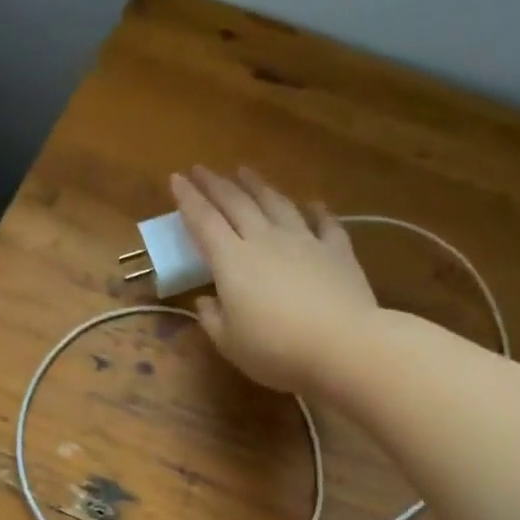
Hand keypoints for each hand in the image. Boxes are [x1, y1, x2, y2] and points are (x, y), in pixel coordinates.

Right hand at [171, 167, 376, 393]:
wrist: (343, 346)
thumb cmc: (276, 350)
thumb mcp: (231, 344)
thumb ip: (213, 320)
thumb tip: (204, 301)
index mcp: (232, 261)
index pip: (203, 221)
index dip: (187, 199)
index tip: (175, 178)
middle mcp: (265, 240)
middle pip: (237, 203)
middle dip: (216, 184)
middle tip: (202, 169)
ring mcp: (304, 241)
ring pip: (277, 203)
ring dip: (258, 185)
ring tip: (245, 171)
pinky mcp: (337, 251)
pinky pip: (325, 222)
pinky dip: (316, 210)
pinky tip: (313, 203)